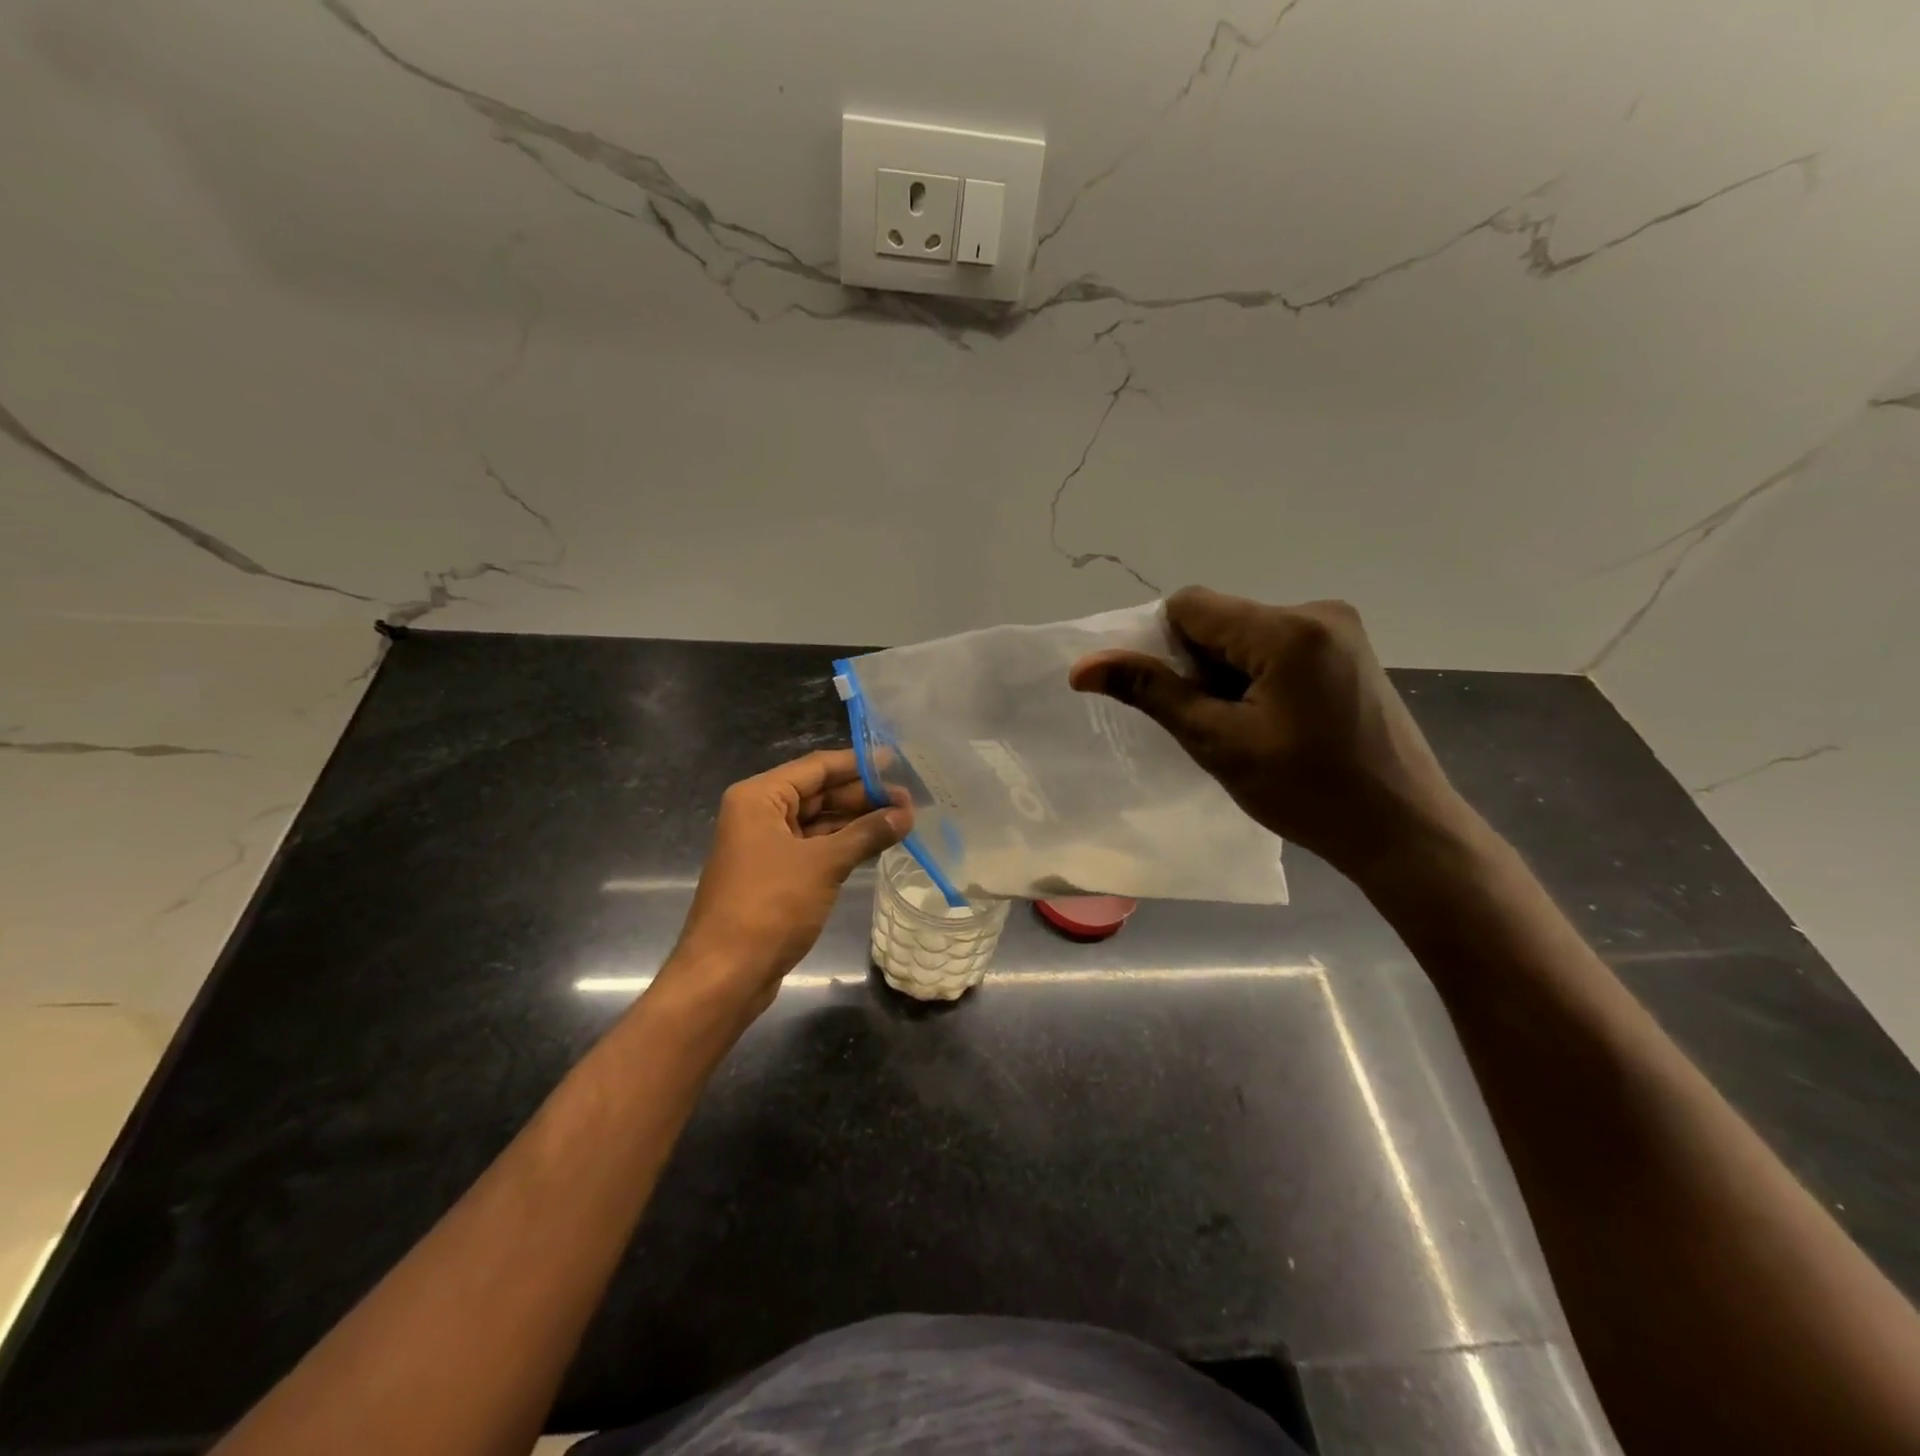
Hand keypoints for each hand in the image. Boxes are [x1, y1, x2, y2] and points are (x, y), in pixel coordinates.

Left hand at [659, 749, 910, 1021]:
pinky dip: (844, 845)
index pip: (816, 767)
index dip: (858, 765)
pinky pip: (815, 848)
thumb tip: (906, 813)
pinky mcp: (775, 875)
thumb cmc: (769, 906)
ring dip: (857, 821)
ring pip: (819, 822)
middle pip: (818, 793)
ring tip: (903, 820)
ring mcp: (766, 846)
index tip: (898, 763)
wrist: (726, 975)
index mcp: (759, 797)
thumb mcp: (823, 864)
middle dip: (863, 796)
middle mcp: (759, 814)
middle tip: (909, 800)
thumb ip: (866, 833)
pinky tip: (878, 844)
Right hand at [1069, 587, 1469, 880]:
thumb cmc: (1307, 792)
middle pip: (1221, 619)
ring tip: (1250, 729)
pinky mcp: (1349, 649)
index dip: (1165, 648)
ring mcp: (1340, 628)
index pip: (1190, 606)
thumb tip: (1083, 666)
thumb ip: (1152, 692)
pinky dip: (1258, 676)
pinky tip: (1276, 721)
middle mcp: (1318, 610)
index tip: (1176, 699)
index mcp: (1288, 628)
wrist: (1402, 829)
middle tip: (1217, 724)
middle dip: (1200, 665)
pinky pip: (1278, 646)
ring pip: (1247, 635)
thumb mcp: (1218, 742)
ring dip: (1229, 674)